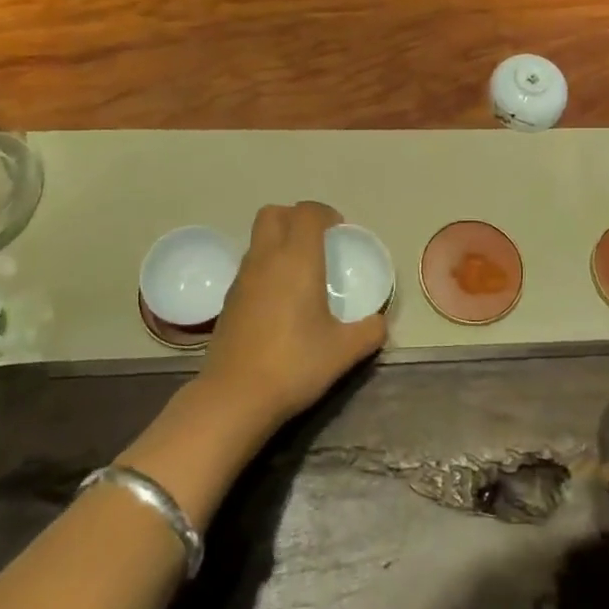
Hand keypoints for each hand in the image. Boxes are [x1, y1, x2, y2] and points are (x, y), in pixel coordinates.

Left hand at [199, 202, 387, 437]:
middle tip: (316, 242)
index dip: (325, 213)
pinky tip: (280, 301)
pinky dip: (266, 268)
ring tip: (300, 273)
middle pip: (273, 213)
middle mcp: (266, 259)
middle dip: (295, 217)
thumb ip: (369, 331)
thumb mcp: (344, 351)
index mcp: (297, 259)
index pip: (307, 212)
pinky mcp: (228, 300)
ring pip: (258, 239)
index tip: (339, 231)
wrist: (236, 396)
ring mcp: (242, 278)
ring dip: (278, 242)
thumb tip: (380, 323)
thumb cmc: (294, 364)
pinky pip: (249, 266)